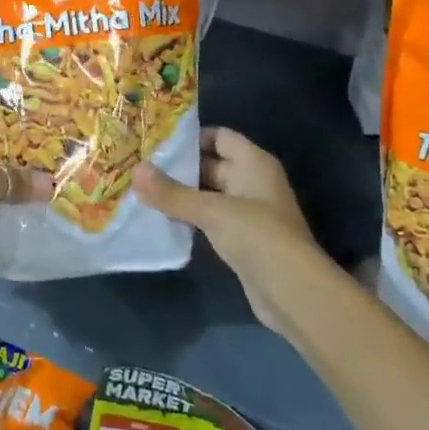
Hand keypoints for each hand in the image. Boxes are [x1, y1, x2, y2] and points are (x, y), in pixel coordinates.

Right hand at [134, 127, 339, 337]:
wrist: (293, 293)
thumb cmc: (258, 236)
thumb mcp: (211, 210)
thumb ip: (171, 192)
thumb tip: (135, 170)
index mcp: (254, 163)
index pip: (220, 136)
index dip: (191, 137)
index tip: (156, 142)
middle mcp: (253, 182)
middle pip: (212, 165)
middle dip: (179, 168)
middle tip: (141, 168)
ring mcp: (249, 213)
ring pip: (209, 194)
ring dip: (182, 195)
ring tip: (144, 192)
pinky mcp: (243, 240)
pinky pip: (211, 219)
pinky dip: (190, 218)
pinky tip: (162, 220)